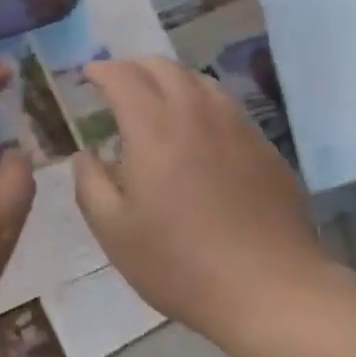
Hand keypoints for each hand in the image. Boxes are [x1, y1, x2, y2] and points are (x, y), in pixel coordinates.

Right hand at [72, 58, 329, 345]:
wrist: (270, 289)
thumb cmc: (180, 263)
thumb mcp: (115, 232)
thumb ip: (90, 183)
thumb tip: (86, 154)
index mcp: (153, 126)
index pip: (123, 76)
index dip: (101, 70)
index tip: (88, 75)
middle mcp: (196, 112)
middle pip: (163, 67)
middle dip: (134, 68)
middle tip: (118, 86)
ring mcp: (236, 126)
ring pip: (199, 81)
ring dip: (170, 81)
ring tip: (158, 103)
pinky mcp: (264, 146)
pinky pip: (226, 107)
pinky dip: (202, 105)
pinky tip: (200, 133)